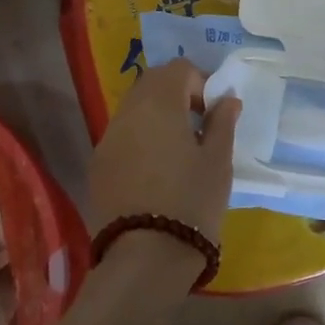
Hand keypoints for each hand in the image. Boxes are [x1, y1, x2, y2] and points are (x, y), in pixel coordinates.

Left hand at [89, 60, 239, 245]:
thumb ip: (222, 123)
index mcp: (159, 103)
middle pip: (151, 83)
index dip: (201, 82)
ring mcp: (107, 138)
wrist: (146, 256)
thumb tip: (226, 99)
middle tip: (198, 126)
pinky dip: (140, 138)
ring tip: (178, 149)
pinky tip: (155, 170)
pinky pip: (121, 136)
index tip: (214, 112)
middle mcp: (127, 112)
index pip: (179, 69)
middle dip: (176, 94)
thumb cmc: (192, 201)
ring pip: (133, 109)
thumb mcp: (217, 162)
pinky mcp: (98, 164)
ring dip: (156, 115)